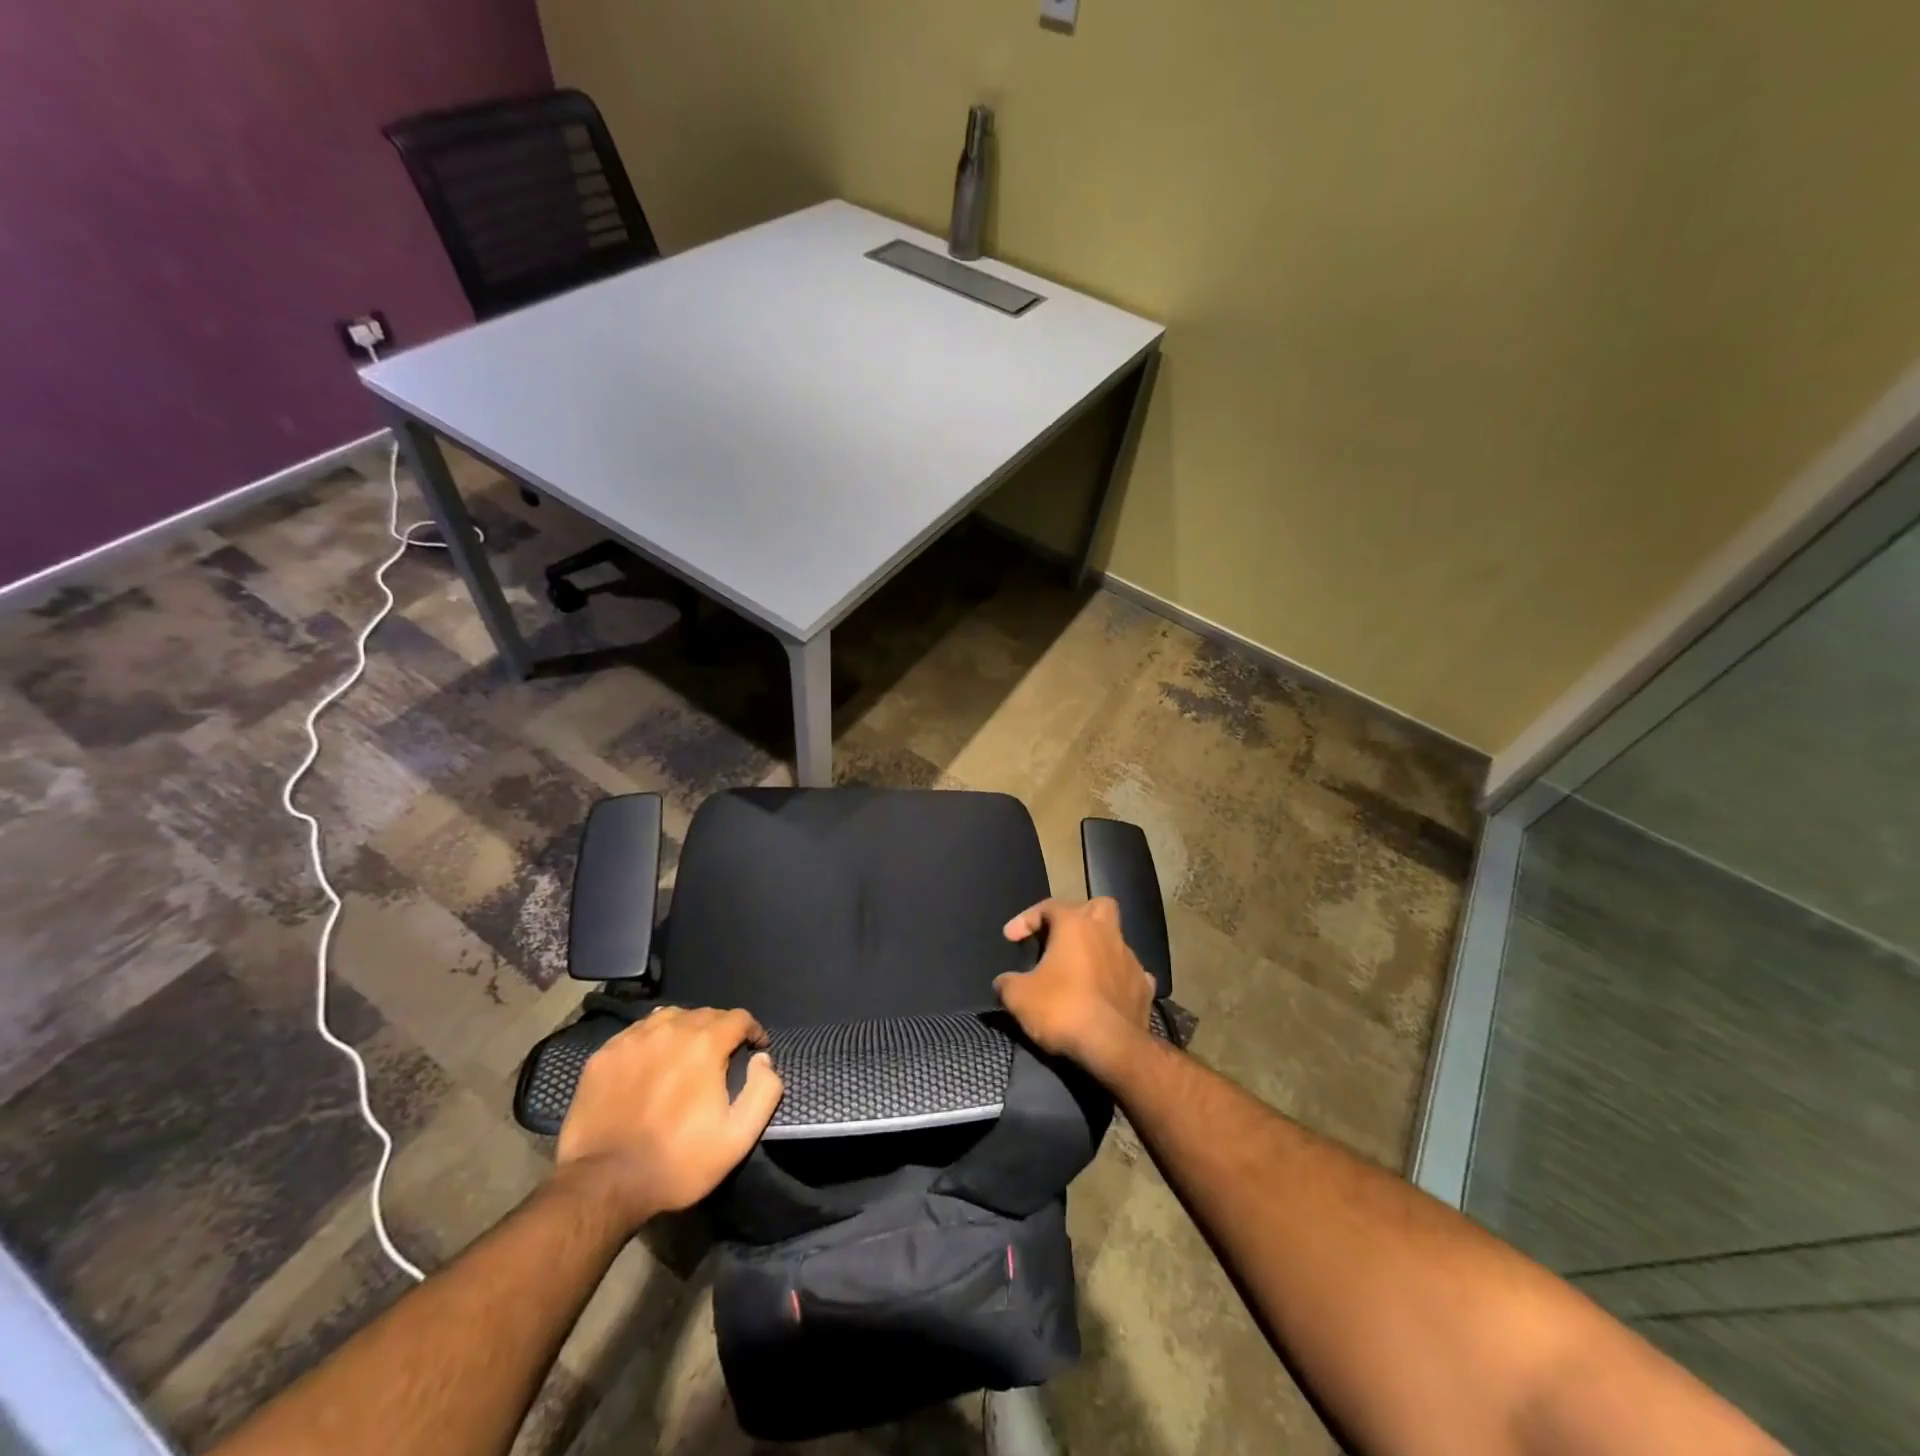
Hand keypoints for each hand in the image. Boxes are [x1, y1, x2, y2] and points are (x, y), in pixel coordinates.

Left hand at [554, 1007, 782, 1229]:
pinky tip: (651, 1062)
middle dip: (721, 1030)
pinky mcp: (604, 1055)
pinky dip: (652, 1039)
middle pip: (705, 1014)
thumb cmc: (677, 1162)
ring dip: (686, 1029)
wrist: (603, 1185)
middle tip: (722, 1057)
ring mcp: (632, 1040)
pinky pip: (637, 1032)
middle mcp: (670, 1029)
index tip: (755, 1049)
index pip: (739, 1017)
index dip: (752, 1030)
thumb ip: (764, 1091)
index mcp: (705, 1044)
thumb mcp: (738, 1137)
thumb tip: (763, 1059)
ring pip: (670, 1017)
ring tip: (686, 1054)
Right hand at [994, 897, 1155, 1074]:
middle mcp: (1107, 933)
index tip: (1010, 938)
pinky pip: (1129, 973)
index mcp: (1076, 925)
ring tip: (1078, 971)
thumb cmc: (1062, 1009)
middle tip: (1061, 936)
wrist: (1113, 1048)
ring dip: (1097, 949)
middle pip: (1097, 907)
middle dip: (1079, 915)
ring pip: (1115, 940)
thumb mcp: (1018, 997)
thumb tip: (1005, 983)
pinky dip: (1115, 978)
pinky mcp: (1144, 987)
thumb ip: (1007, 983)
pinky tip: (1104, 993)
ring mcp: (1130, 960)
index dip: (1026, 919)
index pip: (1049, 906)